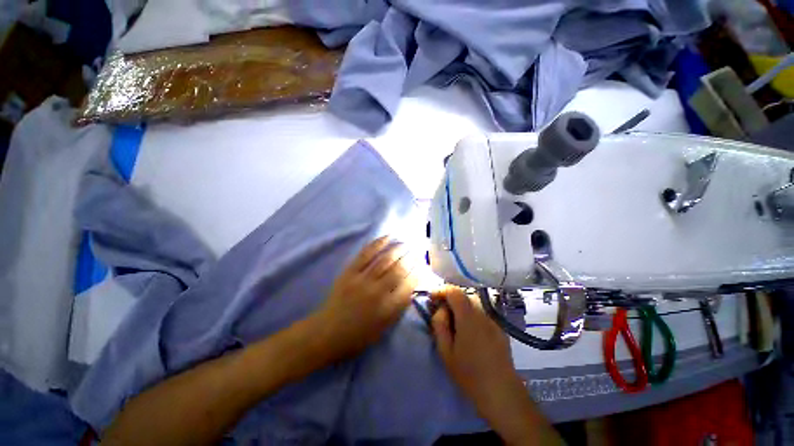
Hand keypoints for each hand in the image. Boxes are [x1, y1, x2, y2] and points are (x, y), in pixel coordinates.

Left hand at [314, 236, 417, 360]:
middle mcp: (377, 292)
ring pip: (385, 259)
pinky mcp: (350, 271)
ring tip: (406, 244)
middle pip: (399, 269)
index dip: (418, 272)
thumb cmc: (359, 334)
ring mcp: (362, 280)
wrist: (328, 332)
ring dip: (399, 248)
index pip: (409, 285)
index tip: (422, 265)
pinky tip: (388, 237)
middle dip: (411, 258)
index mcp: (388, 309)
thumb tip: (412, 285)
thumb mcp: (385, 327)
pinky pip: (366, 254)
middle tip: (417, 252)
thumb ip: (400, 306)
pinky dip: (379, 243)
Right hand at [430, 286, 519, 412]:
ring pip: (473, 304)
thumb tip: (440, 309)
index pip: (454, 291)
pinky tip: (469, 332)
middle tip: (441, 313)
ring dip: (460, 307)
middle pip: (464, 296)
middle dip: (450, 299)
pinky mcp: (499, 328)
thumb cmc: (469, 374)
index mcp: (468, 318)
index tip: (432, 298)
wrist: (501, 393)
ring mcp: (493, 320)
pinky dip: (471, 315)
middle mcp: (482, 314)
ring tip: (454, 323)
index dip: (441, 290)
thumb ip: (439, 325)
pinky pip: (481, 314)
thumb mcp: (446, 351)